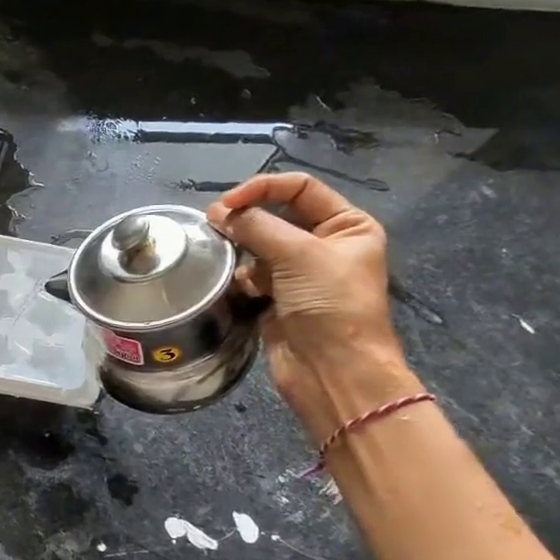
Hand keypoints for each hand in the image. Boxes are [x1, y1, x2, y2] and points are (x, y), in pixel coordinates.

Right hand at [208, 173, 418, 442]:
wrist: (334, 371)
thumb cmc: (330, 306)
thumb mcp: (298, 255)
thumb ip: (256, 227)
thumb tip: (216, 212)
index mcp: (347, 225)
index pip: (299, 188)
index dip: (261, 189)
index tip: (225, 204)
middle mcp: (326, 244)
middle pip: (276, 215)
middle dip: (246, 220)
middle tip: (212, 226)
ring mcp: (301, 273)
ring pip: (259, 245)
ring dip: (242, 251)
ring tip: (223, 259)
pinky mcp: (279, 297)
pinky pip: (252, 275)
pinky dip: (242, 279)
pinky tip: (240, 289)